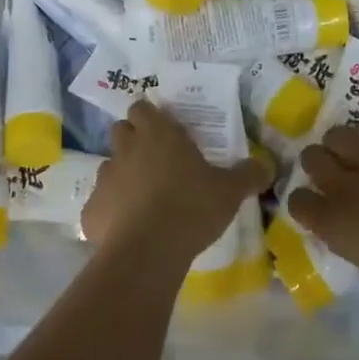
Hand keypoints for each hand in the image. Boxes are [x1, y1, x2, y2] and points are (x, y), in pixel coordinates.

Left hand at [80, 100, 272, 265]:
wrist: (148, 251)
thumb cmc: (191, 208)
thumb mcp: (230, 191)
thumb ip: (248, 174)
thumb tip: (268, 165)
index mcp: (157, 134)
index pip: (143, 108)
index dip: (150, 117)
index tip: (164, 131)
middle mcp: (126, 149)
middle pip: (121, 131)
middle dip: (133, 140)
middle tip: (155, 161)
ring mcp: (104, 178)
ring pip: (109, 167)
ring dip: (123, 177)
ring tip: (143, 199)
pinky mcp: (91, 210)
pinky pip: (100, 205)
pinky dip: (110, 213)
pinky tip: (127, 230)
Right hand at [290, 126, 358, 328]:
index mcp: (334, 224)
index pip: (297, 201)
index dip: (305, 205)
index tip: (317, 212)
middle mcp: (347, 187)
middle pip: (312, 157)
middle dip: (318, 165)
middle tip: (334, 176)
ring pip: (341, 135)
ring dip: (345, 146)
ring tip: (358, 158)